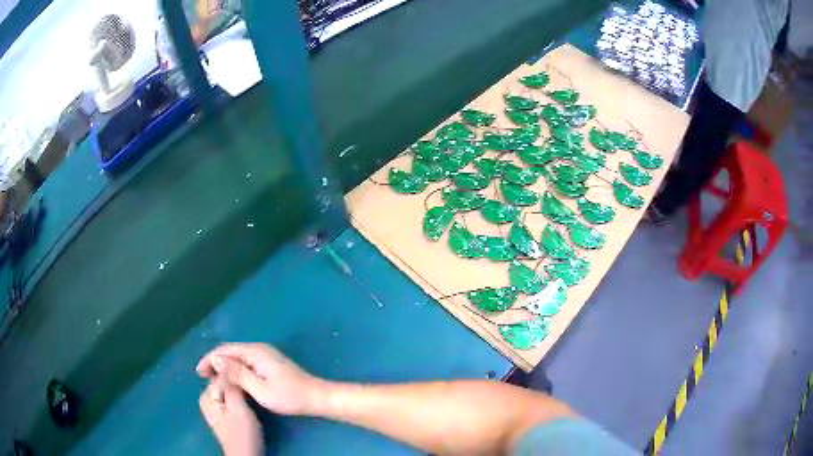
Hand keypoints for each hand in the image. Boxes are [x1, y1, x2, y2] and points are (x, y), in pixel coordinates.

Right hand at [197, 343, 328, 415]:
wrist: (316, 397)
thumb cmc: (288, 396)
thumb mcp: (259, 388)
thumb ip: (237, 373)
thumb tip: (216, 359)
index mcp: (255, 352)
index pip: (225, 350)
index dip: (209, 359)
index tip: (198, 372)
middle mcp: (259, 349)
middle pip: (230, 351)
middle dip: (215, 362)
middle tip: (203, 376)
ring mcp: (266, 355)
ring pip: (238, 357)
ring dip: (224, 365)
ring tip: (213, 378)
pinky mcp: (270, 363)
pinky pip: (246, 362)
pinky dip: (235, 369)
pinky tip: (231, 379)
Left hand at [199, 376, 263, 455]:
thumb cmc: (243, 434)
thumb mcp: (239, 408)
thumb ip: (232, 386)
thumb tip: (226, 361)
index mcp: (207, 396)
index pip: (221, 373)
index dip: (236, 370)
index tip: (252, 371)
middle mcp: (207, 398)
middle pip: (223, 380)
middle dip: (237, 379)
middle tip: (255, 380)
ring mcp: (215, 407)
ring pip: (228, 388)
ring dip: (240, 386)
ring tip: (254, 386)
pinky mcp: (224, 414)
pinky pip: (231, 396)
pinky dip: (240, 394)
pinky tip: (250, 397)